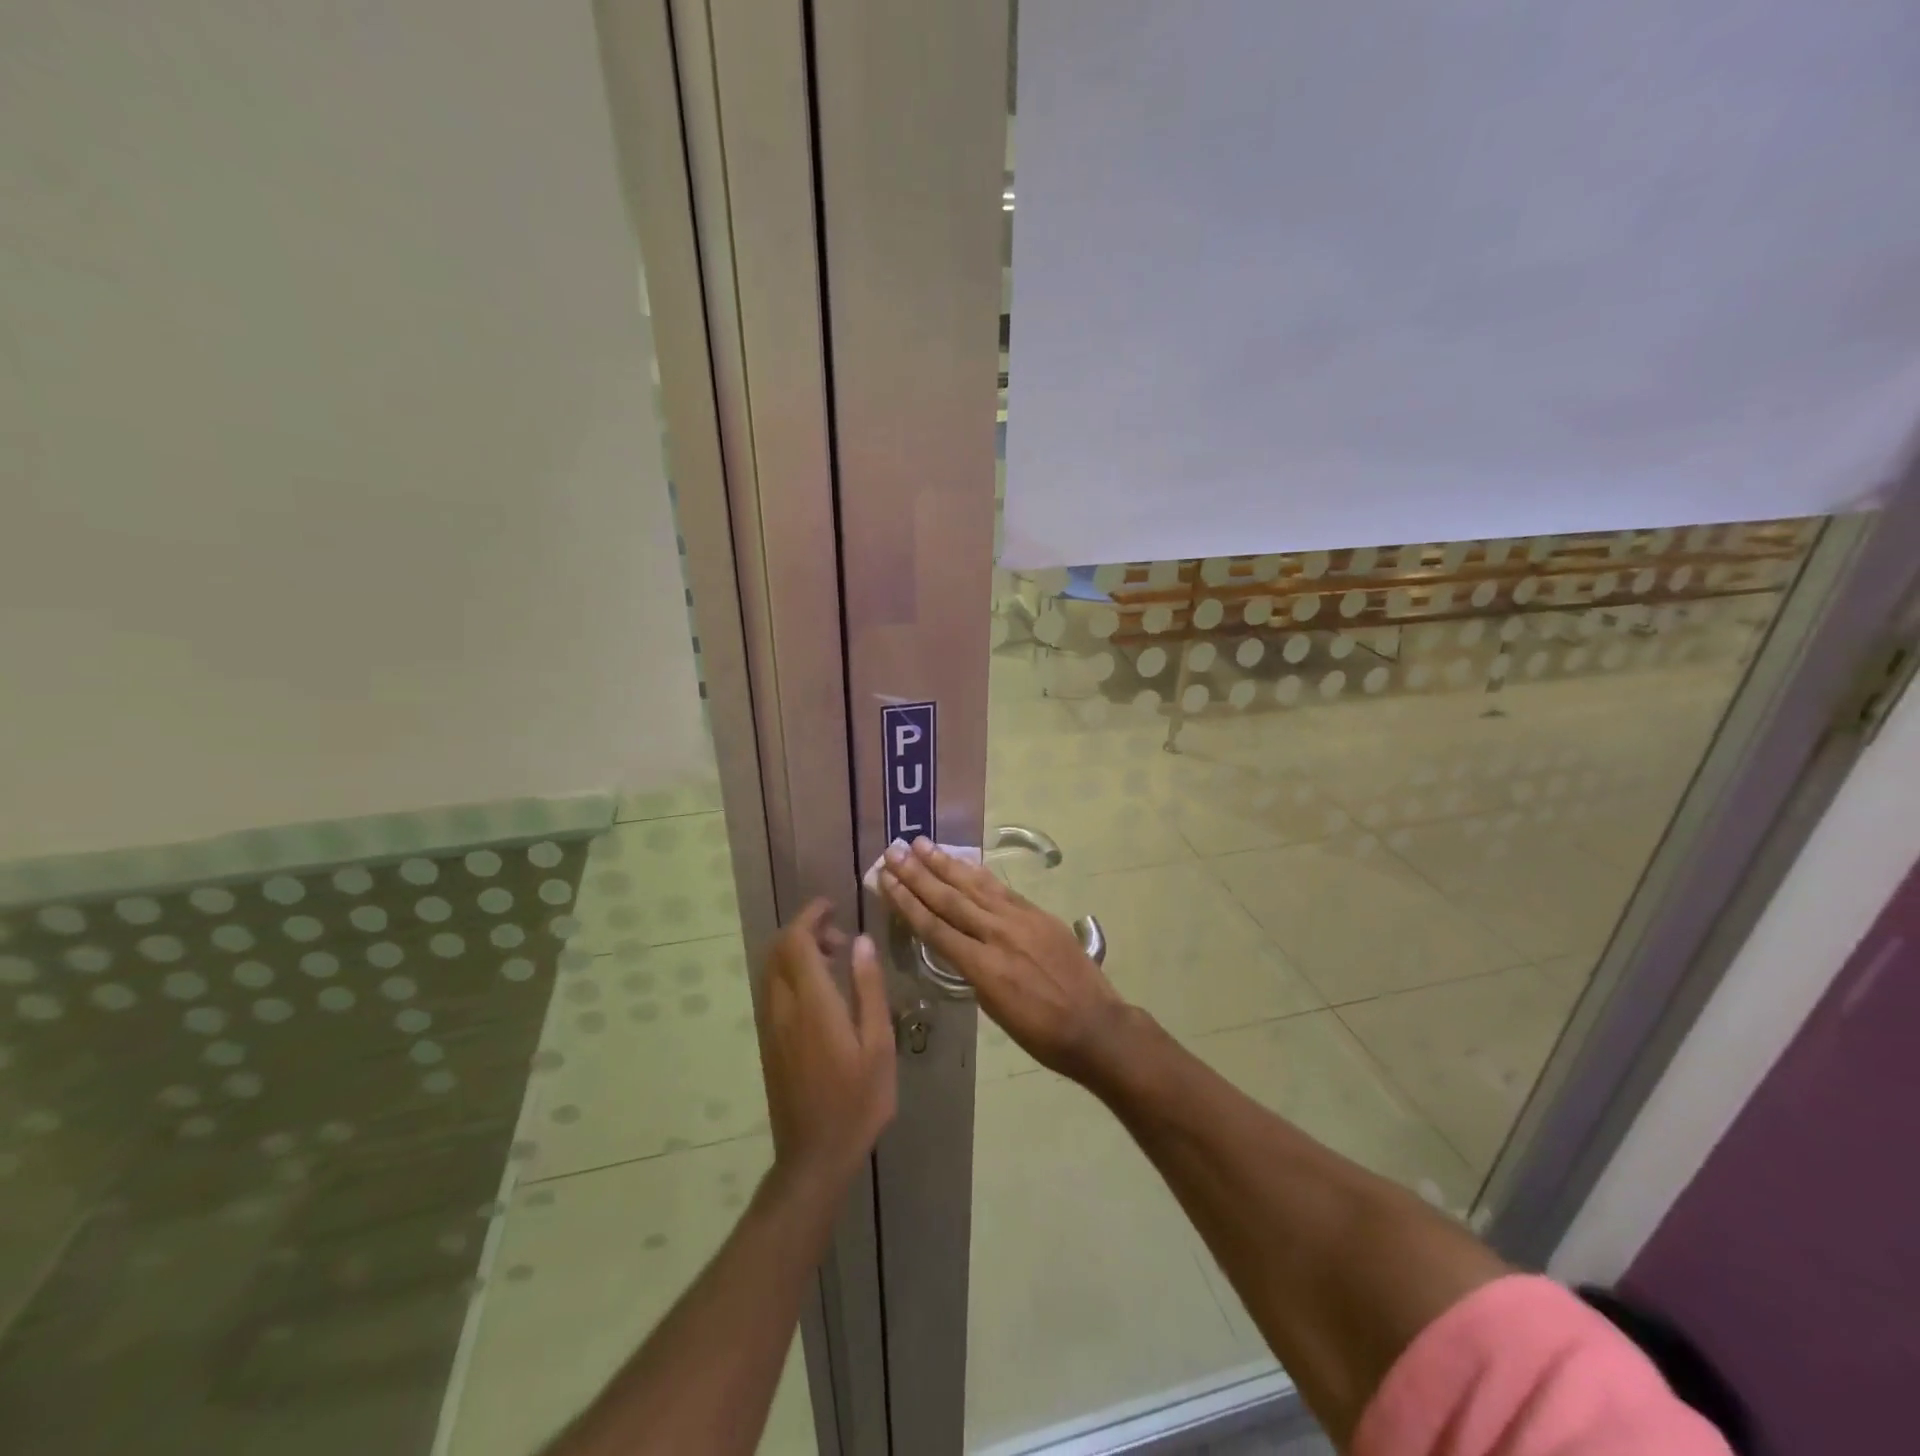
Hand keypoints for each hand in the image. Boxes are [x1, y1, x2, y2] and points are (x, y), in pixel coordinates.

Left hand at [759, 900, 896, 1192]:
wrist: (815, 1156)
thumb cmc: (858, 1101)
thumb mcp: (878, 1044)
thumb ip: (868, 988)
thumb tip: (862, 940)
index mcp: (812, 1003)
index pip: (797, 941)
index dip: (810, 916)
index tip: (832, 906)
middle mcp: (783, 1008)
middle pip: (779, 950)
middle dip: (805, 930)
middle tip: (841, 938)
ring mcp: (771, 1026)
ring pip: (772, 969)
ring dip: (797, 952)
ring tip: (836, 961)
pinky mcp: (769, 1042)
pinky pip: (772, 990)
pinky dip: (791, 973)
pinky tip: (822, 993)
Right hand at [877, 838, 1133, 1084]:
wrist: (1095, 1025)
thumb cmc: (1041, 1033)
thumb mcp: (995, 1010)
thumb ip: (973, 972)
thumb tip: (959, 946)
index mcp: (983, 967)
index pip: (935, 927)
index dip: (907, 902)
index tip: (886, 879)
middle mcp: (998, 935)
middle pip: (950, 899)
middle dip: (918, 875)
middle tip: (894, 851)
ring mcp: (1021, 920)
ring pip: (975, 886)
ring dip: (946, 864)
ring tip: (922, 844)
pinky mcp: (1039, 914)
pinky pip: (1001, 889)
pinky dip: (978, 874)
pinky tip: (964, 863)